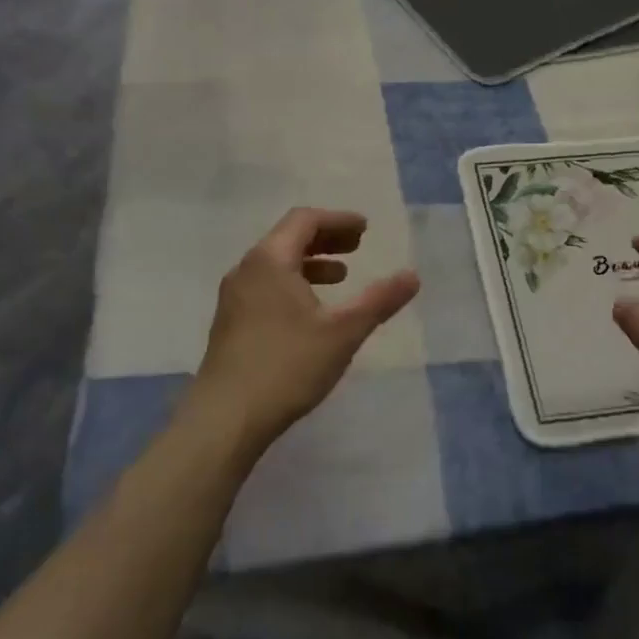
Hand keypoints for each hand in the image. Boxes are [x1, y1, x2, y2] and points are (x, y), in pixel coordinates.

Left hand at [187, 207, 419, 456]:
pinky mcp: (230, 323)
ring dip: (310, 263)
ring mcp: (234, 298)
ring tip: (340, 277)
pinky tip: (311, 312)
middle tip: (357, 246)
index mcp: (270, 260)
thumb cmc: (287, 365)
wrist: (225, 418)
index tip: (365, 229)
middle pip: (288, 238)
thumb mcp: (343, 332)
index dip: (338, 220)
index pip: (304, 220)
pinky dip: (294, 284)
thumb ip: (379, 300)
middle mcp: (247, 270)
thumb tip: (413, 276)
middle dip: (326, 238)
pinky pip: (266, 286)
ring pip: (276, 264)